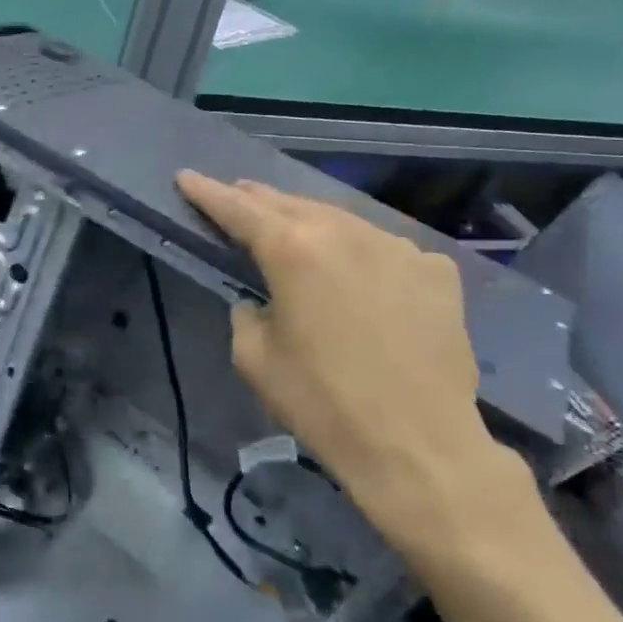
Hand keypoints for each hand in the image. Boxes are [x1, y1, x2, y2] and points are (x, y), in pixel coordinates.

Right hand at [176, 171, 538, 570]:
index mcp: (293, 251)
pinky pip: (384, 249)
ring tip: (289, 224)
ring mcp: (399, 247)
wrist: (418, 445)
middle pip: (292, 205)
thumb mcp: (253, 359)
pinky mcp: (436, 271)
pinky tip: (355, 271)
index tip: (186, 176)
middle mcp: (347, 234)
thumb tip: (261, 301)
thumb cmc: (321, 403)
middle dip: (258, 199)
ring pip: (342, 220)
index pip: (239, 210)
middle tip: (234, 193)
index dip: (208, 193)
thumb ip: (246, 313)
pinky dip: (359, 251)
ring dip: (310, 220)